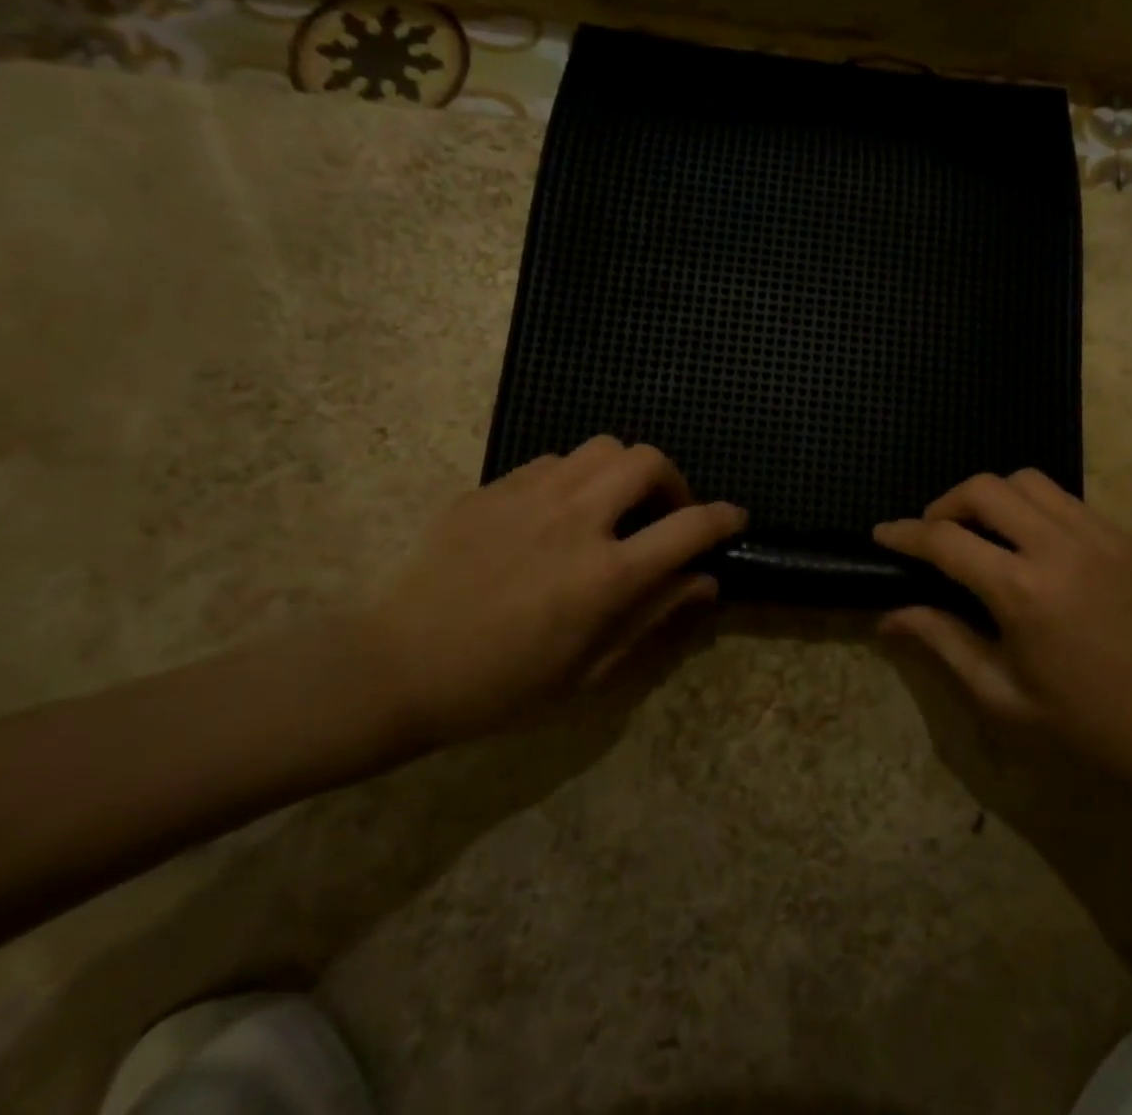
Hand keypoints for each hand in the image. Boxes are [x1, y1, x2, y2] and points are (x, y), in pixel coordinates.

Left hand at [361, 437, 745, 745]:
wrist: (397, 666)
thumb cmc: (501, 684)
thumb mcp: (589, 667)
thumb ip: (654, 615)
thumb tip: (705, 581)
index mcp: (604, 574)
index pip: (688, 527)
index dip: (723, 519)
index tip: (734, 519)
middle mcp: (576, 519)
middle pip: (647, 461)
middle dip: (672, 481)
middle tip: (663, 513)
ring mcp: (531, 495)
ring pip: (602, 447)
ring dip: (623, 472)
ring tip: (611, 507)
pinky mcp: (493, 488)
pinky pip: (554, 461)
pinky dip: (576, 478)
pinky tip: (557, 513)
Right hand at [874, 470, 1131, 789]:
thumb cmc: (1088, 724)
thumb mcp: (1002, 694)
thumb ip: (942, 642)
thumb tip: (889, 615)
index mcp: (1023, 592)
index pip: (945, 540)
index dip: (905, 533)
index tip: (882, 534)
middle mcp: (1059, 547)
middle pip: (984, 488)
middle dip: (946, 504)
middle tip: (936, 536)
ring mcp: (1098, 535)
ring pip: (1026, 480)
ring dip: (991, 497)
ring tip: (983, 533)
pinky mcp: (1124, 536)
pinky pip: (1064, 499)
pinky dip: (1032, 508)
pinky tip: (1032, 545)